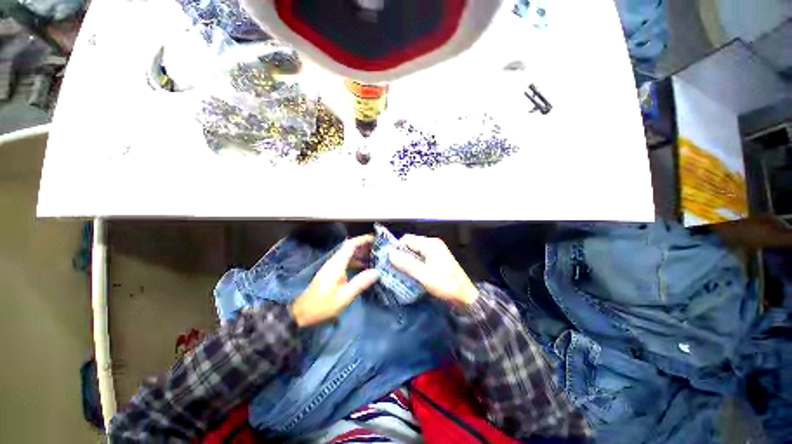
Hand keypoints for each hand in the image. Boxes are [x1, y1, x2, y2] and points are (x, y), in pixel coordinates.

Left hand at [290, 235, 378, 326]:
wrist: (302, 314)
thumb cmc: (323, 305)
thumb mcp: (344, 296)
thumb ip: (360, 282)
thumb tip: (377, 272)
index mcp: (337, 264)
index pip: (350, 245)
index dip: (363, 239)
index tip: (375, 239)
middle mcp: (334, 262)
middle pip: (350, 247)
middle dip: (364, 245)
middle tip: (379, 248)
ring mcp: (332, 267)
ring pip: (348, 255)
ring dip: (360, 253)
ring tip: (375, 257)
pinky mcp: (331, 273)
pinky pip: (346, 262)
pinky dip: (356, 261)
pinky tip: (364, 268)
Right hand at [389, 234, 478, 305]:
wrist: (465, 297)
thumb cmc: (445, 284)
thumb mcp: (423, 275)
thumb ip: (406, 263)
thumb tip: (390, 253)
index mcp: (430, 244)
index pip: (407, 239)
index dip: (396, 248)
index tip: (388, 260)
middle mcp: (432, 244)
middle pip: (411, 245)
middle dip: (401, 255)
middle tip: (391, 268)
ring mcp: (435, 252)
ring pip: (415, 252)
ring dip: (406, 261)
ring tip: (397, 272)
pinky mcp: (437, 260)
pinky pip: (420, 258)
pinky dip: (413, 264)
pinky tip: (409, 274)